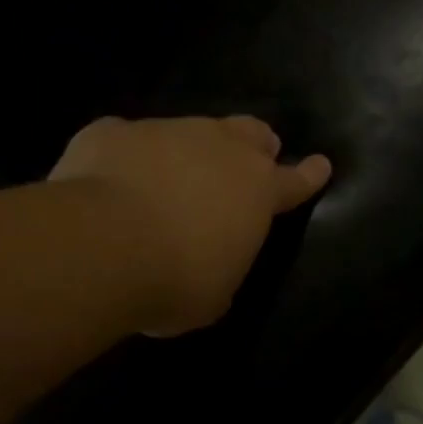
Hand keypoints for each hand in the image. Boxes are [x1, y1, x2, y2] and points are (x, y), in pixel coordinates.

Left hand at [50, 116, 331, 334]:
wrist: (101, 246)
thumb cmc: (175, 279)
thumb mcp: (215, 292)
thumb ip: (223, 266)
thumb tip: (212, 262)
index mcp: (257, 191)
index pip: (295, 180)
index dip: (310, 174)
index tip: (321, 164)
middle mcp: (220, 149)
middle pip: (251, 133)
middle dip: (255, 144)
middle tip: (249, 158)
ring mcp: (167, 132)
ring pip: (190, 130)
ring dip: (188, 151)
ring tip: (168, 179)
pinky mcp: (114, 131)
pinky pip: (128, 139)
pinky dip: (128, 156)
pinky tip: (110, 179)